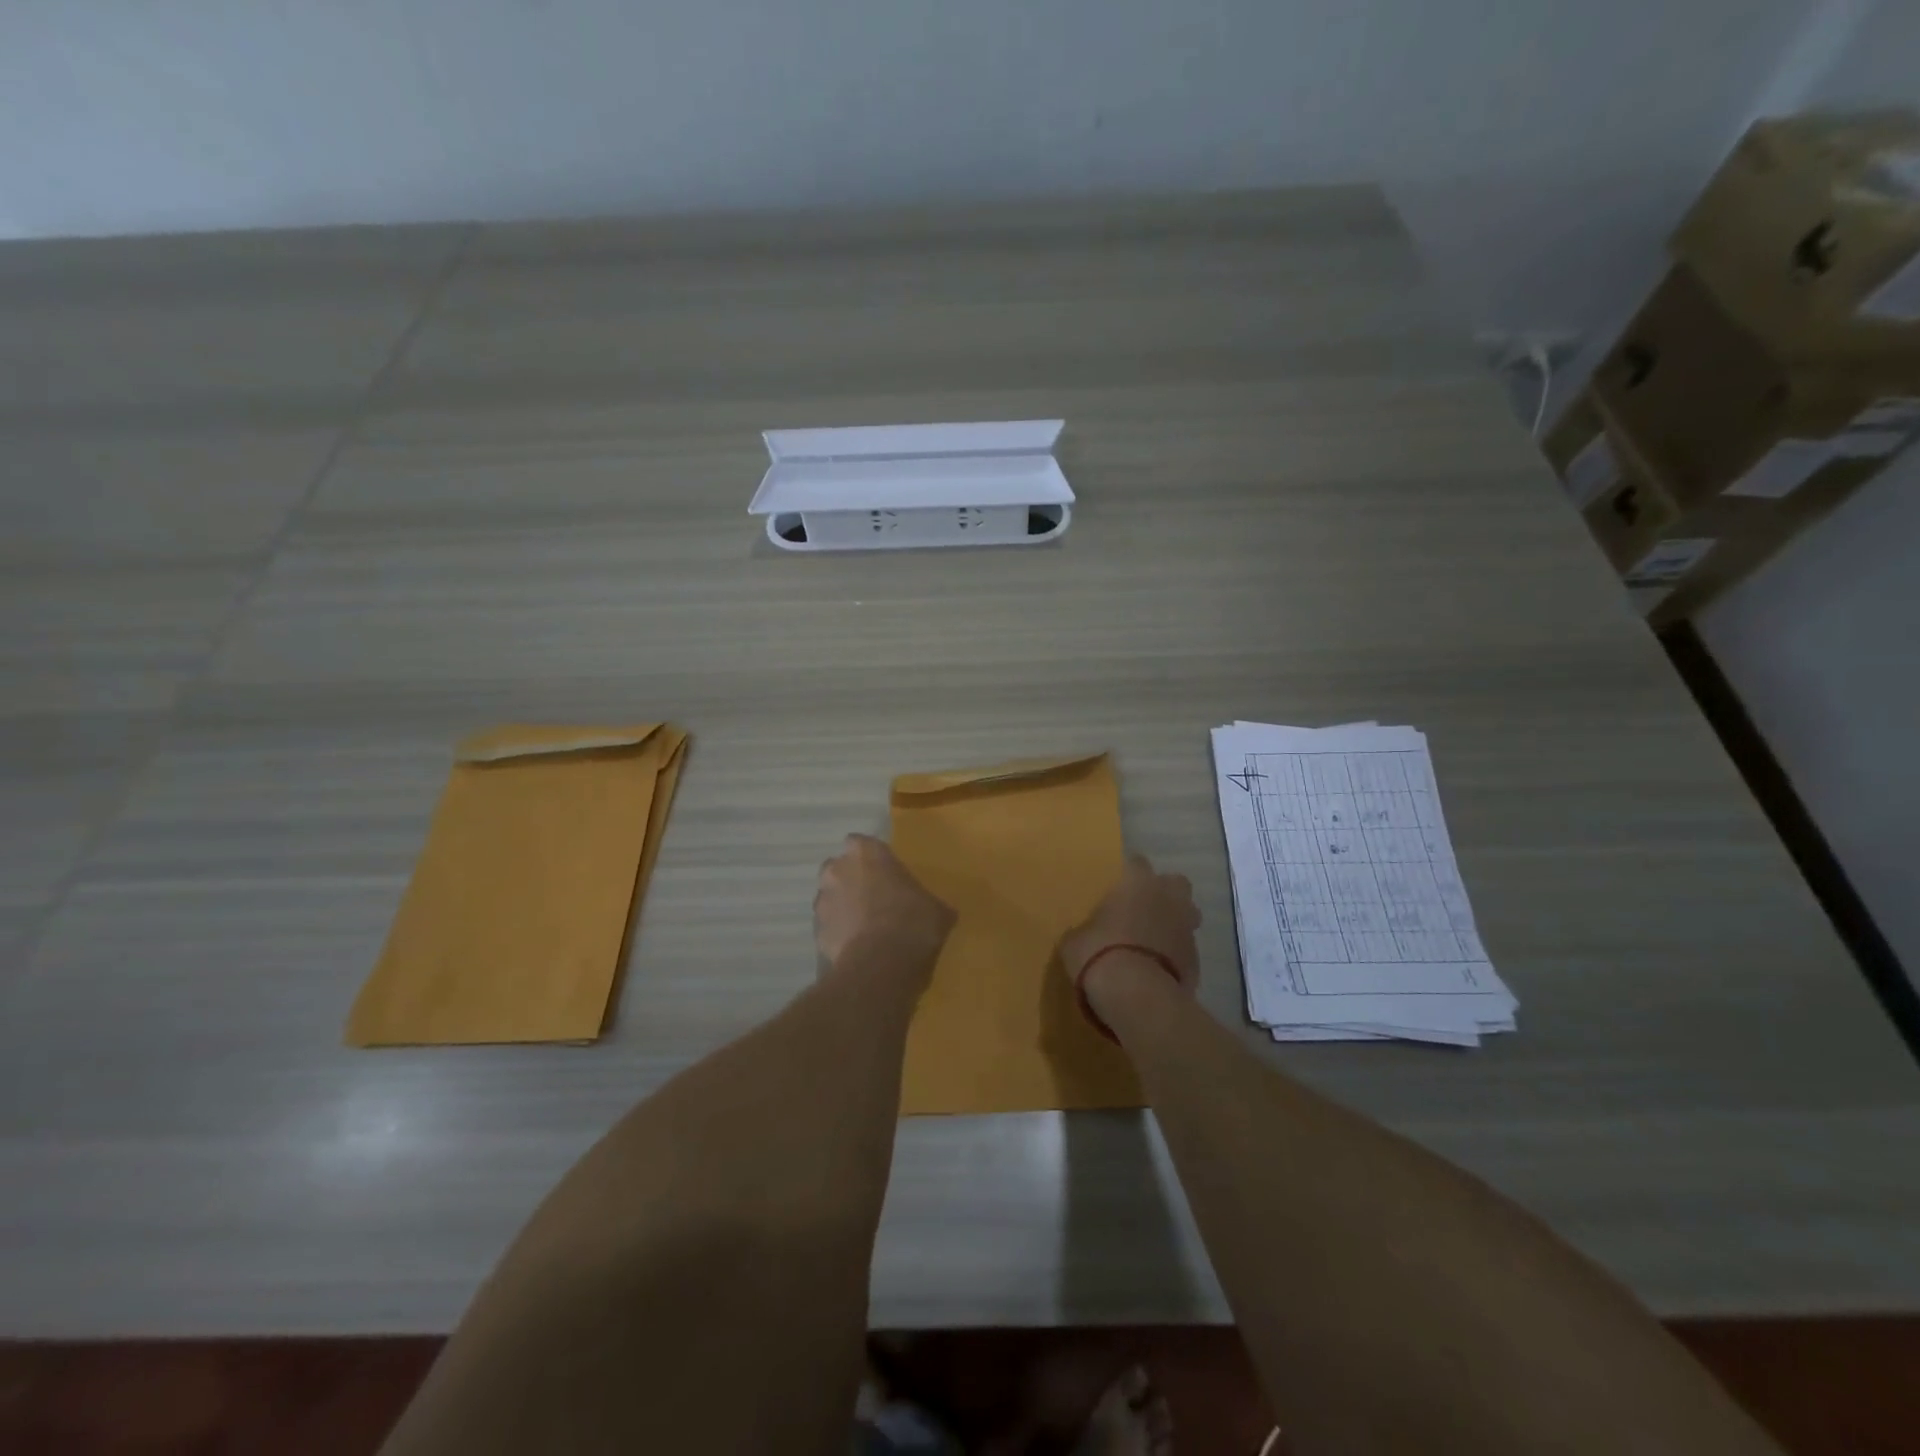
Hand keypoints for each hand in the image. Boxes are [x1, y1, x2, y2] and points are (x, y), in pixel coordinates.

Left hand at [814, 834, 954, 981]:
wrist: (881, 965)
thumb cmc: (913, 922)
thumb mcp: (936, 909)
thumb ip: (927, 901)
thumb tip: (935, 911)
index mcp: (866, 853)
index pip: (860, 843)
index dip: (871, 858)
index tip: (885, 873)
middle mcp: (837, 870)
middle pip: (839, 868)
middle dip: (851, 880)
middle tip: (874, 898)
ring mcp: (822, 902)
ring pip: (830, 898)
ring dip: (843, 908)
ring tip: (866, 928)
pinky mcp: (816, 933)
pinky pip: (829, 928)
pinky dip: (839, 934)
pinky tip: (858, 949)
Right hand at [1059, 855, 1200, 1010]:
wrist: (1136, 996)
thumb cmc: (1099, 954)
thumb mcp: (1075, 941)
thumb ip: (1084, 930)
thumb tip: (1084, 935)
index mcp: (1138, 883)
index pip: (1137, 863)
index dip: (1128, 875)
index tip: (1117, 888)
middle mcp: (1168, 898)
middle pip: (1175, 883)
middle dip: (1164, 893)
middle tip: (1144, 909)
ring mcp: (1186, 929)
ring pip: (1188, 916)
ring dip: (1174, 923)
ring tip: (1153, 941)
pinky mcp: (1197, 960)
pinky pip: (1185, 949)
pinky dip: (1176, 955)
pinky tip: (1158, 970)